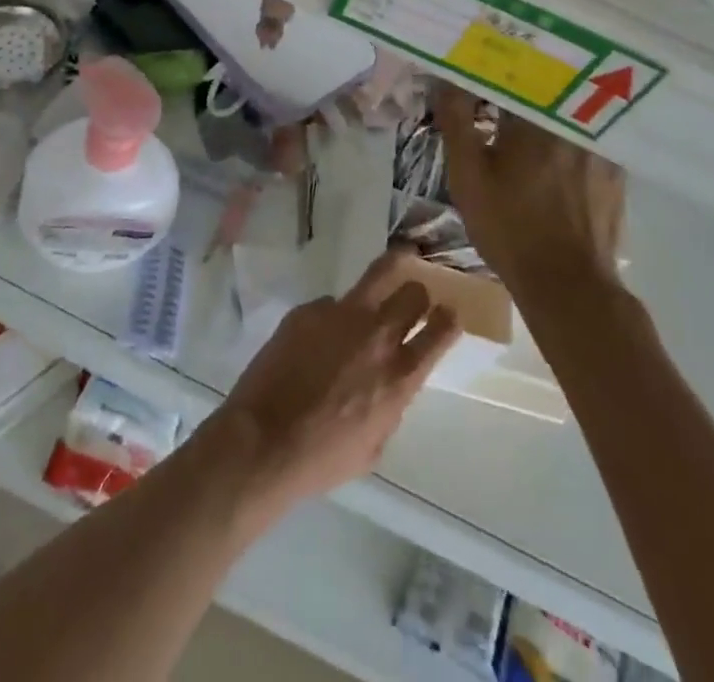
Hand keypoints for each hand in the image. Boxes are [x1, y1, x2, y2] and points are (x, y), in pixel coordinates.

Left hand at [204, 253, 459, 511]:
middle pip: (413, 294)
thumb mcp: (374, 444)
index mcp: (400, 376)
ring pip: (379, 274)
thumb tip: (387, 381)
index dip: (448, 319)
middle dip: (417, 294)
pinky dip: (334, 314)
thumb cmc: (322, 456)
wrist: (265, 438)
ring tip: (399, 257)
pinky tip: (319, 334)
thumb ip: (389, 404)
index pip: (441, 332)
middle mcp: (377, 337)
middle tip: (413, 297)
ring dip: (393, 269)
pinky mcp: (308, 309)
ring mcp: (341, 315)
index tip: (449, 313)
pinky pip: (331, 303)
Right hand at [431, 82, 625, 290]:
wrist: (568, 287)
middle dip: (520, 77)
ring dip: (547, 101)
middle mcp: (575, 123)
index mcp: (536, 119)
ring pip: (569, 107)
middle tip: (497, 80)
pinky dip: (569, 129)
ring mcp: (602, 146)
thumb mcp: (467, 176)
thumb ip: (456, 121)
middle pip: (545, 84)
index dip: (492, 65)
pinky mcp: (616, 170)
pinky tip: (554, 142)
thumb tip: (445, 77)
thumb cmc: (509, 228)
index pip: (513, 72)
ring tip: (524, 105)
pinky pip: (589, 133)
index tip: (475, 63)